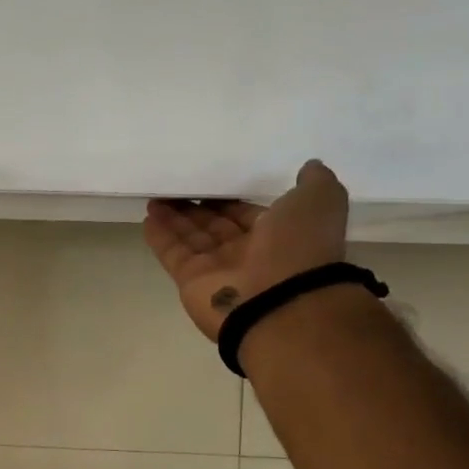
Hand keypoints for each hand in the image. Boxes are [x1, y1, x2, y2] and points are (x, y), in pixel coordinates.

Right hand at [144, 161, 348, 341]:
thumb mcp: (319, 202)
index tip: (208, 181)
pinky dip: (160, 236)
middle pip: (215, 225)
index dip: (227, 199)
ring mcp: (217, 269)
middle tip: (175, 187)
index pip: (245, 213)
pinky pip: (173, 253)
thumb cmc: (300, 248)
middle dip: (196, 208)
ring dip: (174, 218)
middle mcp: (247, 253)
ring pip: (191, 237)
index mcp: (278, 235)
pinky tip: (148, 217)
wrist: (281, 302)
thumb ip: (315, 182)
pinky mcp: (190, 281)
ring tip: (155, 197)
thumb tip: (309, 166)